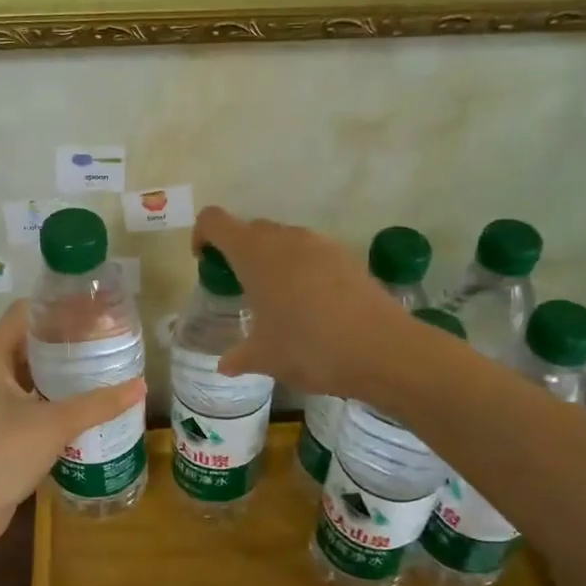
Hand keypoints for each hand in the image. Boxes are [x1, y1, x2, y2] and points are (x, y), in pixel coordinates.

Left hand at [0, 302, 145, 551]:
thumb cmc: (0, 454)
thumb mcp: (54, 424)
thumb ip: (98, 404)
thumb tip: (139, 385)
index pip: (25, 313)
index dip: (58, 307)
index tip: (94, 310)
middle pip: (29, 342)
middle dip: (66, 339)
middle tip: (106, 339)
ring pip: (30, 374)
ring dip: (61, 371)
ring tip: (102, 368)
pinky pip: (30, 401)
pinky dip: (54, 398)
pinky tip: (85, 406)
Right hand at [193, 206, 408, 398]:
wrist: (382, 350)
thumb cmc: (310, 348)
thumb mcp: (265, 358)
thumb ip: (239, 356)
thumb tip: (225, 364)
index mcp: (255, 254)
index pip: (215, 221)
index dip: (203, 235)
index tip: (206, 263)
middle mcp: (286, 238)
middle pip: (251, 229)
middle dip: (238, 252)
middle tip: (241, 289)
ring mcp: (321, 244)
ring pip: (284, 240)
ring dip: (272, 261)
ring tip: (277, 301)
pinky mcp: (347, 257)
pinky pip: (312, 254)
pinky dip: (302, 271)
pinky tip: (311, 307)